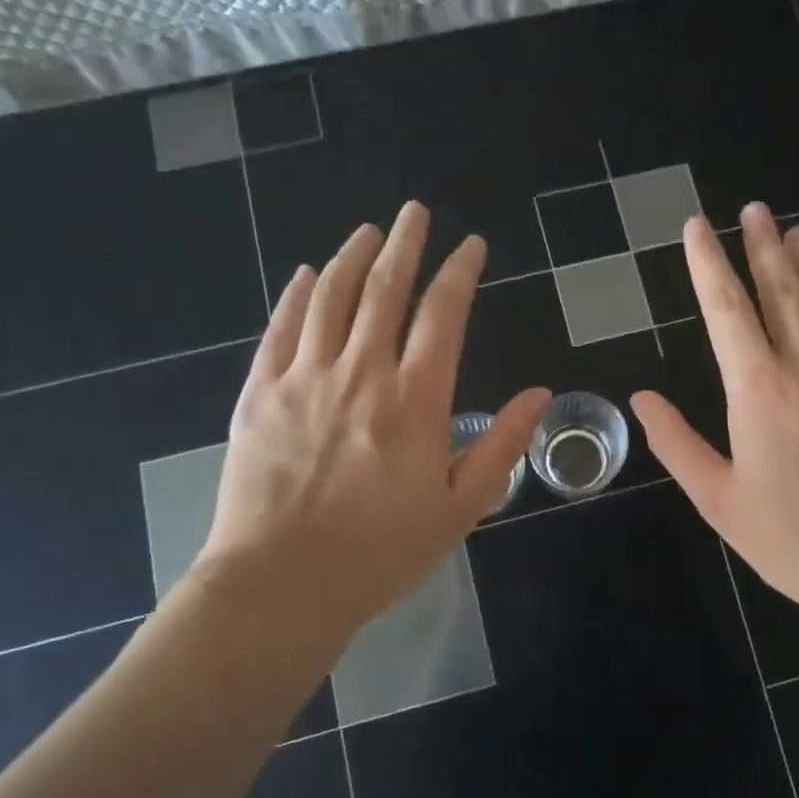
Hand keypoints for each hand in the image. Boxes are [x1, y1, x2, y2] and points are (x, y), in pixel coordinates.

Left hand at [192, 201, 548, 662]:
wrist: (281, 584)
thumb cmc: (381, 552)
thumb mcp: (460, 508)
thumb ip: (501, 444)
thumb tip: (539, 394)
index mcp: (415, 401)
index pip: (443, 316)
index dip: (460, 273)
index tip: (471, 246)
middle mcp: (361, 374)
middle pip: (386, 290)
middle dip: (405, 244)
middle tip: (415, 212)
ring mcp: (304, 379)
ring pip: (332, 298)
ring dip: (354, 257)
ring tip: (369, 231)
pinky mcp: (259, 394)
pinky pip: (281, 328)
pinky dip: (298, 294)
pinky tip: (309, 273)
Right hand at [631, 204, 798, 644]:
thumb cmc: (795, 541)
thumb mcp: (719, 502)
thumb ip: (677, 443)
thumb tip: (641, 398)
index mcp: (759, 391)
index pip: (726, 310)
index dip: (708, 263)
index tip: (698, 227)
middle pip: (782, 290)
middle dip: (763, 246)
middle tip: (754, 209)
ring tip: (797, 230)